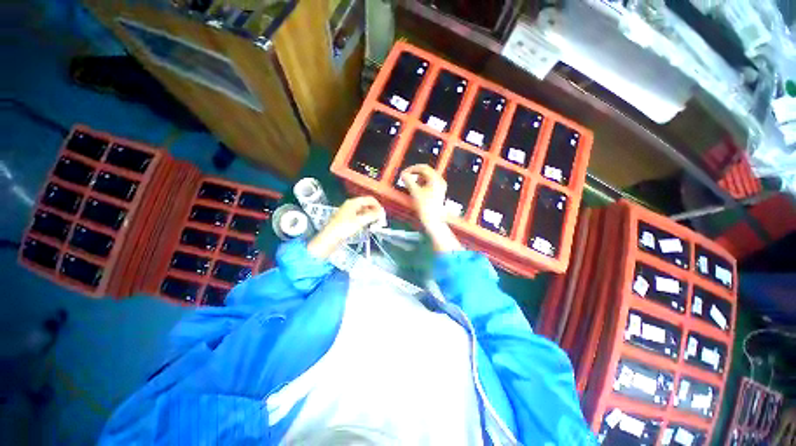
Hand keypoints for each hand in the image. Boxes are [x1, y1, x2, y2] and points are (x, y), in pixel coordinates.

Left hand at [307, 196, 385, 258]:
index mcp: (353, 202)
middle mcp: (350, 205)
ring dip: (370, 215)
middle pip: (366, 204)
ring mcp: (348, 212)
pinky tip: (367, 225)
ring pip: (363, 211)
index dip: (378, 205)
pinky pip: (359, 216)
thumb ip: (372, 215)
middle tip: (380, 219)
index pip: (369, 199)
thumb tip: (381, 212)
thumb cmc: (344, 228)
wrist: (330, 238)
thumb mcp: (360, 221)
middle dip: (374, 210)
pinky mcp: (346, 219)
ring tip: (375, 223)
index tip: (382, 214)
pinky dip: (365, 219)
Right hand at [400, 165, 461, 252]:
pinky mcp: (439, 192)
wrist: (433, 220)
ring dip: (419, 178)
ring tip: (412, 185)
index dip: (412, 168)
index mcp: (436, 179)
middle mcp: (440, 181)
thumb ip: (408, 181)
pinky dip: (423, 184)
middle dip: (415, 173)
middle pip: (427, 171)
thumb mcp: (415, 192)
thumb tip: (403, 174)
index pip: (423, 167)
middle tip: (407, 177)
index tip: (404, 173)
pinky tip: (418, 190)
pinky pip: (430, 183)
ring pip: (428, 177)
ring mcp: (441, 187)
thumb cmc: (425, 207)